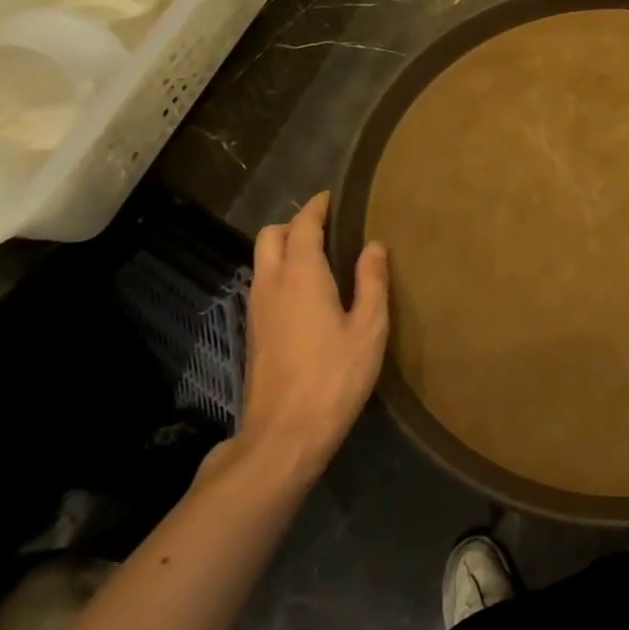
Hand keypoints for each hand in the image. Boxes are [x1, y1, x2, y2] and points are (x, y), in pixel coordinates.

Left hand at [239, 192, 388, 480]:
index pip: (303, 225)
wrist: (284, 434)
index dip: (317, 206)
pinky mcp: (254, 331)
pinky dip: (281, 271)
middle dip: (295, 223)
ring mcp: (257, 309)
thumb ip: (372, 282)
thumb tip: (373, 245)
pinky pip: (264, 283)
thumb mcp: (369, 328)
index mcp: (302, 275)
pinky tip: (307, 291)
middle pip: (270, 235)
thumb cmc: (335, 376)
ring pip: (262, 260)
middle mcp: (271, 284)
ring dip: (285, 247)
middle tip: (327, 226)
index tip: (333, 195)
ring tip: (320, 255)